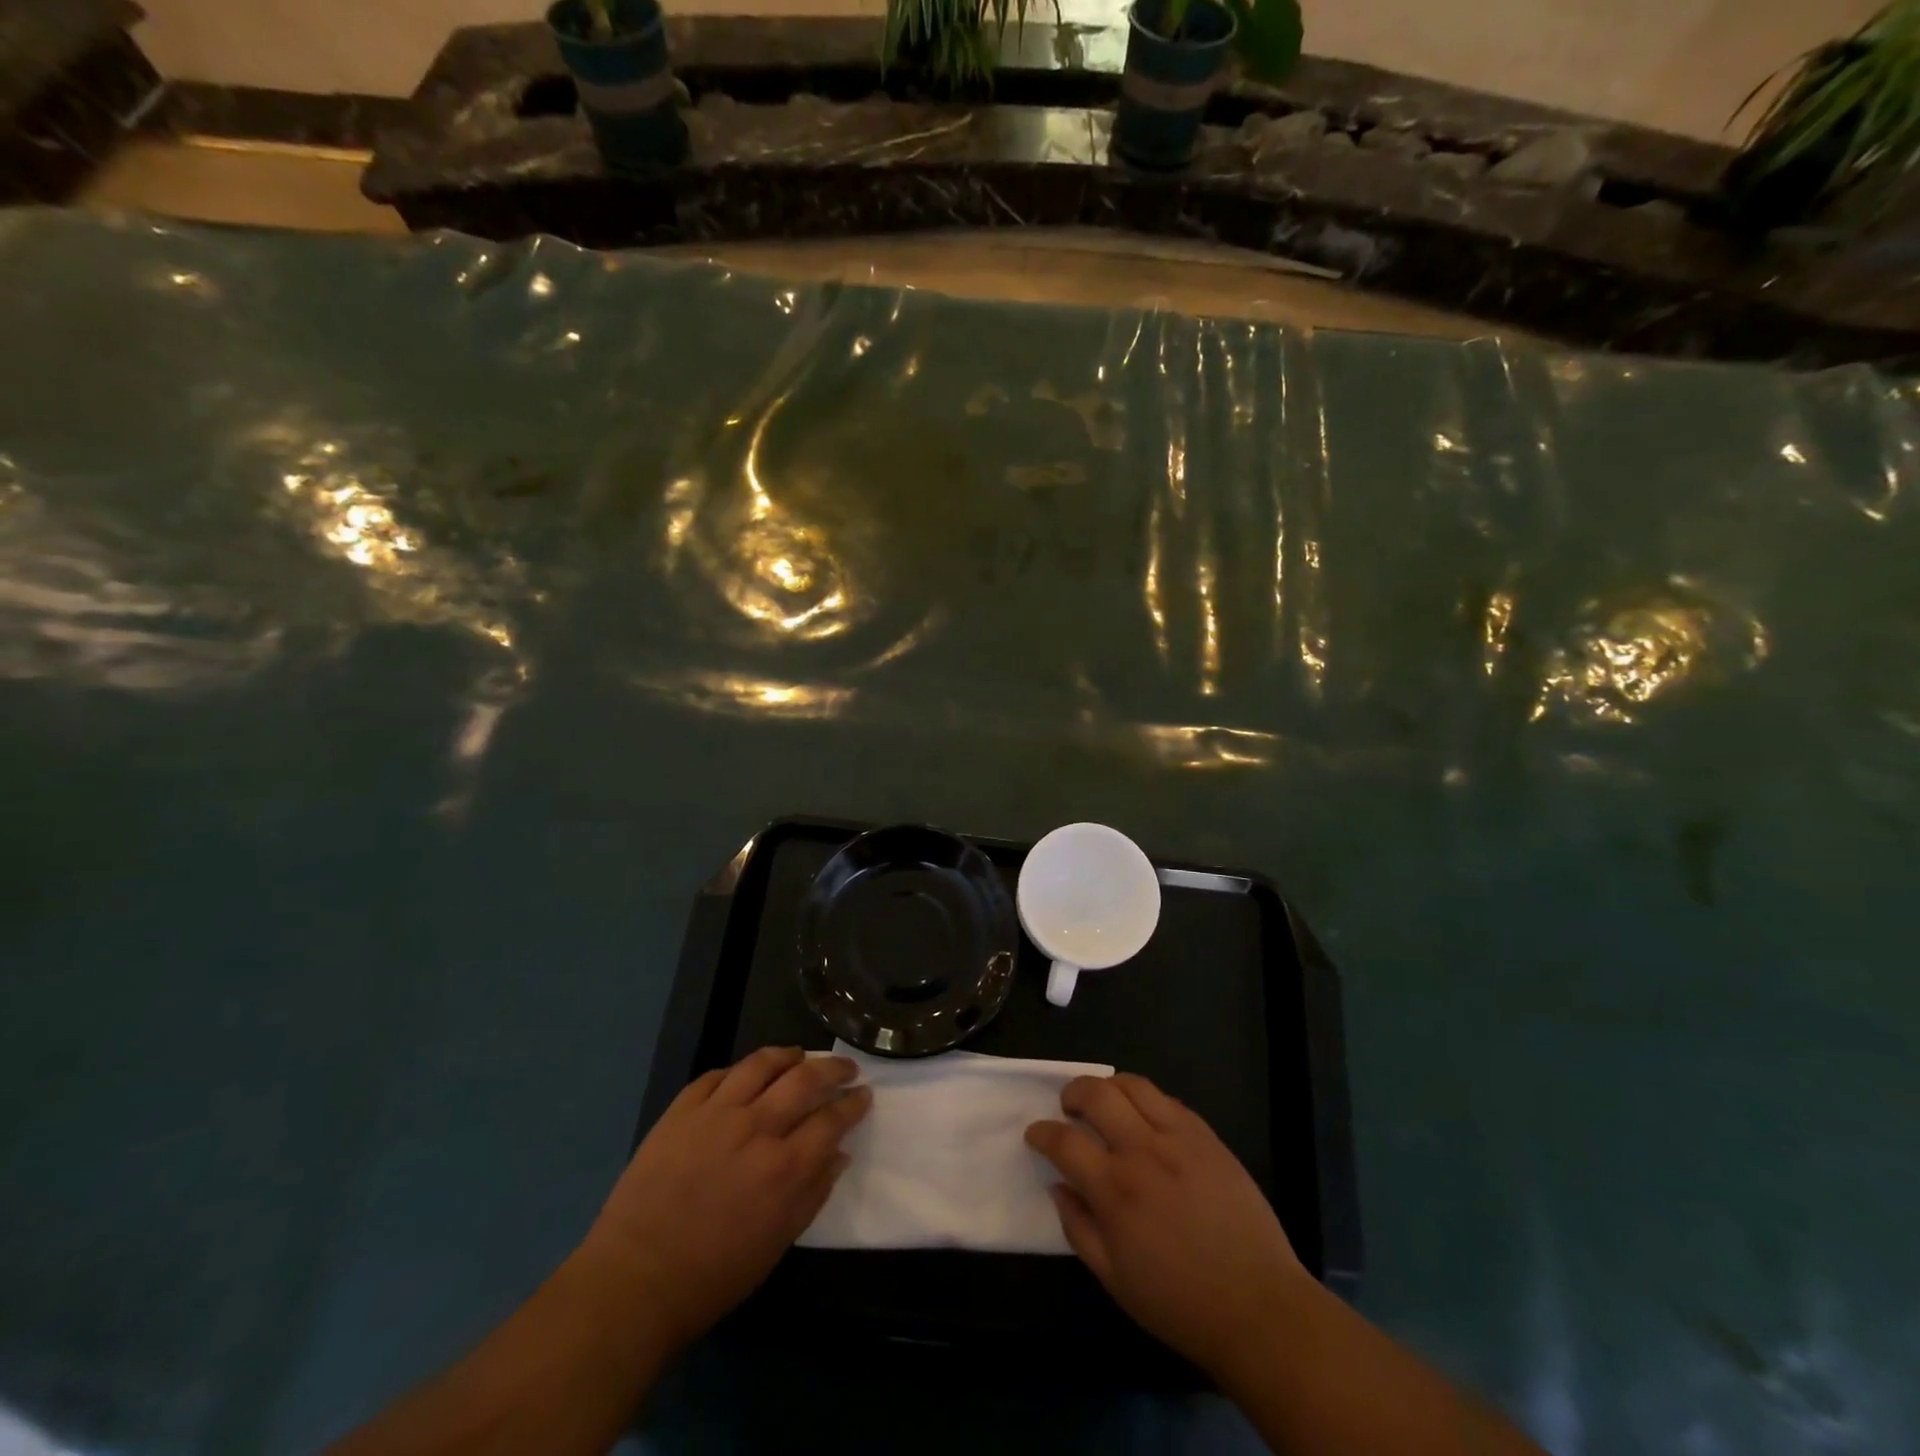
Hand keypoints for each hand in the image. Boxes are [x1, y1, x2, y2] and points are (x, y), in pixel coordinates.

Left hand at [581, 1047, 869, 1352]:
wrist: (634, 1282)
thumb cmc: (713, 1277)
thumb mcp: (777, 1244)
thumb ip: (813, 1194)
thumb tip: (840, 1155)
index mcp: (784, 1167)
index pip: (832, 1119)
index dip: (853, 1103)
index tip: (864, 1094)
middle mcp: (756, 1128)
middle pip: (805, 1079)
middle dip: (833, 1068)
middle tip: (846, 1067)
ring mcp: (715, 1114)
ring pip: (761, 1064)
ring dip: (788, 1055)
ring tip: (800, 1056)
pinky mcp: (680, 1111)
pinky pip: (716, 1075)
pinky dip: (739, 1070)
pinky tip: (747, 1074)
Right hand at [1026, 1073, 1310, 1379]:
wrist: (1258, 1306)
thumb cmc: (1179, 1302)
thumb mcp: (1114, 1279)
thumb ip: (1078, 1228)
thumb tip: (1058, 1187)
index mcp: (1115, 1190)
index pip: (1064, 1141)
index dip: (1042, 1132)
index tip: (1035, 1133)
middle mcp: (1143, 1151)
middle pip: (1096, 1093)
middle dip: (1072, 1092)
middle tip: (1069, 1107)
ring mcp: (1179, 1138)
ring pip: (1133, 1085)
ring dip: (1109, 1086)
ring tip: (1106, 1103)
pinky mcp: (1207, 1137)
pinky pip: (1169, 1100)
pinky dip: (1147, 1100)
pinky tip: (1146, 1119)